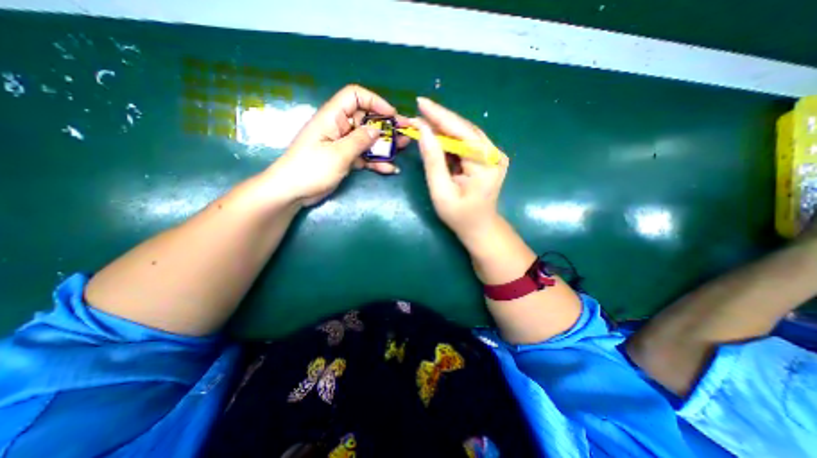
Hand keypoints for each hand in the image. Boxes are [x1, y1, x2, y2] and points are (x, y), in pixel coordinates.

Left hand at [265, 83, 408, 205]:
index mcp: (333, 117)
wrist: (293, 192)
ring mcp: (343, 144)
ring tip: (403, 148)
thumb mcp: (338, 154)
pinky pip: (364, 156)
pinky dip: (376, 162)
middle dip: (386, 125)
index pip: (355, 96)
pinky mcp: (345, 159)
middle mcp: (339, 127)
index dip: (375, 101)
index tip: (391, 115)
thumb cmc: (311, 169)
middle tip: (405, 132)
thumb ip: (360, 140)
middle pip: (366, 119)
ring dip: (385, 144)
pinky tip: (390, 169)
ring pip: (368, 139)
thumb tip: (378, 129)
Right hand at [412, 96, 507, 242]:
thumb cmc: (460, 216)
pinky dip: (450, 140)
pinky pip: (466, 143)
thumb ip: (433, 161)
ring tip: (423, 121)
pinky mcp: (488, 157)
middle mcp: (494, 154)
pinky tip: (436, 136)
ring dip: (444, 128)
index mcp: (486, 164)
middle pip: (464, 130)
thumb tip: (423, 130)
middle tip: (418, 111)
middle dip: (440, 120)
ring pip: (465, 134)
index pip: (461, 132)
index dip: (439, 116)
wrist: (480, 227)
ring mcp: (493, 155)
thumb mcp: (441, 191)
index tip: (420, 103)